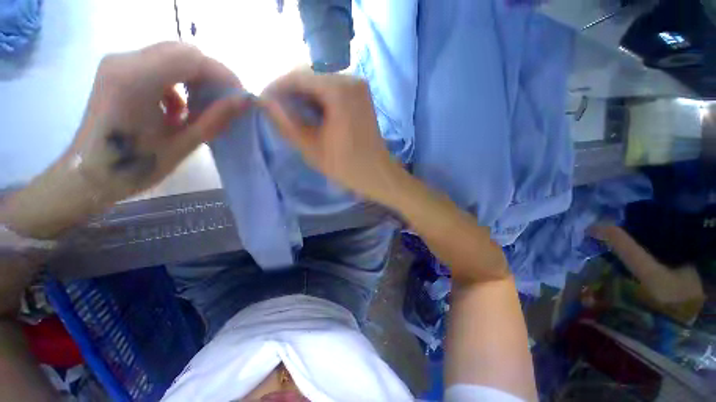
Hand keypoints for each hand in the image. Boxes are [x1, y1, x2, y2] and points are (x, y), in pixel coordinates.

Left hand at [67, 42, 249, 202]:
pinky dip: (176, 82)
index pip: (192, 59)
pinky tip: (177, 108)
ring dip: (194, 79)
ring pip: (171, 56)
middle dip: (211, 75)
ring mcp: (118, 63)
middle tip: (225, 101)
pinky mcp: (117, 71)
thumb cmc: (135, 165)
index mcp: (136, 79)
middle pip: (182, 52)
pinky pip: (157, 64)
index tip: (240, 96)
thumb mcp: (183, 143)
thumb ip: (216, 118)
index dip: (223, 75)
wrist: (90, 174)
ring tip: (202, 107)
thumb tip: (245, 101)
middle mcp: (124, 60)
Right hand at [261, 70, 403, 203]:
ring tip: (292, 113)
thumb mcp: (311, 147)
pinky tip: (312, 113)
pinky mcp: (362, 95)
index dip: (277, 87)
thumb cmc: (345, 165)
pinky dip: (320, 98)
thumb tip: (265, 102)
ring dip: (304, 95)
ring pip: (322, 81)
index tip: (264, 101)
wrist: (376, 172)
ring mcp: (359, 86)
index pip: (298, 76)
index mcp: (338, 90)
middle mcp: (350, 79)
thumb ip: (286, 123)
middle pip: (311, 75)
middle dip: (291, 91)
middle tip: (277, 109)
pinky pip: (334, 88)